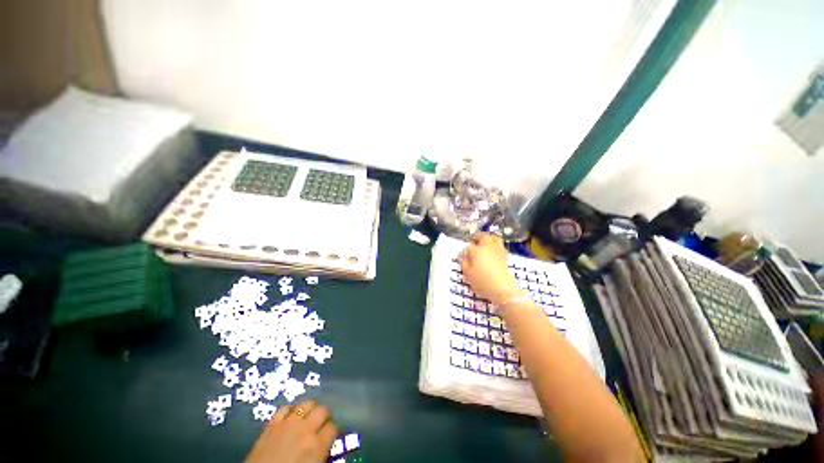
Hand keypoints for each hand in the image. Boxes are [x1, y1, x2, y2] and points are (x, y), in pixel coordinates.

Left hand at [246, 400, 338, 462]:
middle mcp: (305, 430)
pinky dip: (290, 411)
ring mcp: (288, 424)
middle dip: (324, 417)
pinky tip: (290, 418)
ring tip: (307, 418)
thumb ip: (321, 454)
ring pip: (307, 404)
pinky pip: (286, 408)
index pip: (333, 428)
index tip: (329, 437)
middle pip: (323, 410)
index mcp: (317, 445)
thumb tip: (326, 445)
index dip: (332, 432)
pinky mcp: (272, 424)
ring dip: (310, 410)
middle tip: (320, 426)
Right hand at [459, 234, 522, 305]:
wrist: (501, 288)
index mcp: (476, 250)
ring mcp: (497, 250)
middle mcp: (487, 247)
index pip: (469, 246)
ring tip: (486, 242)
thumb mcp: (467, 273)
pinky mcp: (505, 256)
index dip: (465, 250)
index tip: (463, 255)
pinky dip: (497, 245)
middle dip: (478, 237)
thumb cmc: (481, 281)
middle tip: (474, 241)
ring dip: (489, 238)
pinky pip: (501, 246)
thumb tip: (462, 256)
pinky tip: (494, 250)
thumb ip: (464, 263)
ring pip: (494, 238)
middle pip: (483, 236)